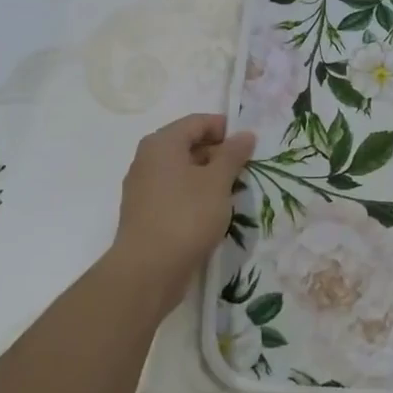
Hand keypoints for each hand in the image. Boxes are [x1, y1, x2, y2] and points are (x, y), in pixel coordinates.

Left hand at [108, 113, 255, 308]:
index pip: (197, 122)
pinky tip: (212, 211)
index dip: (225, 128)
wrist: (148, 270)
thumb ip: (233, 155)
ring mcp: (143, 187)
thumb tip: (245, 134)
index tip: (249, 144)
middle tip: (245, 169)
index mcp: (162, 144)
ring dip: (208, 176)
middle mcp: (147, 159)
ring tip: (233, 191)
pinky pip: (174, 192)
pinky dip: (195, 194)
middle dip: (218, 153)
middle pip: (188, 144)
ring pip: (182, 170)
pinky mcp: (145, 212)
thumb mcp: (217, 182)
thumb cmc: (186, 216)